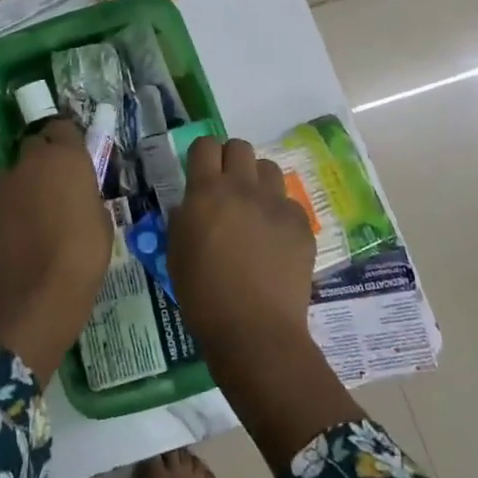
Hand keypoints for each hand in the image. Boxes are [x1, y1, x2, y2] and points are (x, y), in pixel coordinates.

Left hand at [0, 121, 112, 382]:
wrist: (38, 292)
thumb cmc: (83, 253)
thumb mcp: (101, 217)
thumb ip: (86, 193)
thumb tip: (76, 193)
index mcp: (66, 156)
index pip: (62, 126)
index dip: (67, 140)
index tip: (74, 159)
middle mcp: (31, 161)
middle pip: (35, 145)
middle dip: (44, 159)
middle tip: (57, 187)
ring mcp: (5, 183)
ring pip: (18, 174)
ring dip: (27, 186)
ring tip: (38, 219)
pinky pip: (4, 199)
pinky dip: (12, 209)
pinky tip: (21, 236)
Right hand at [168, 136, 363, 468]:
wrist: (255, 331)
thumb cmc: (203, 296)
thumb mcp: (176, 252)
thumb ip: (182, 219)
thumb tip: (191, 205)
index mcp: (206, 192)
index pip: (205, 145)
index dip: (202, 155)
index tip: (201, 172)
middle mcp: (242, 188)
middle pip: (240, 147)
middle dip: (231, 160)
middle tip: (227, 189)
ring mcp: (276, 204)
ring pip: (268, 169)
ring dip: (257, 182)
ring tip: (254, 210)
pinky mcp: (301, 224)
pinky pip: (289, 203)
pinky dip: (279, 213)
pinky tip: (274, 241)